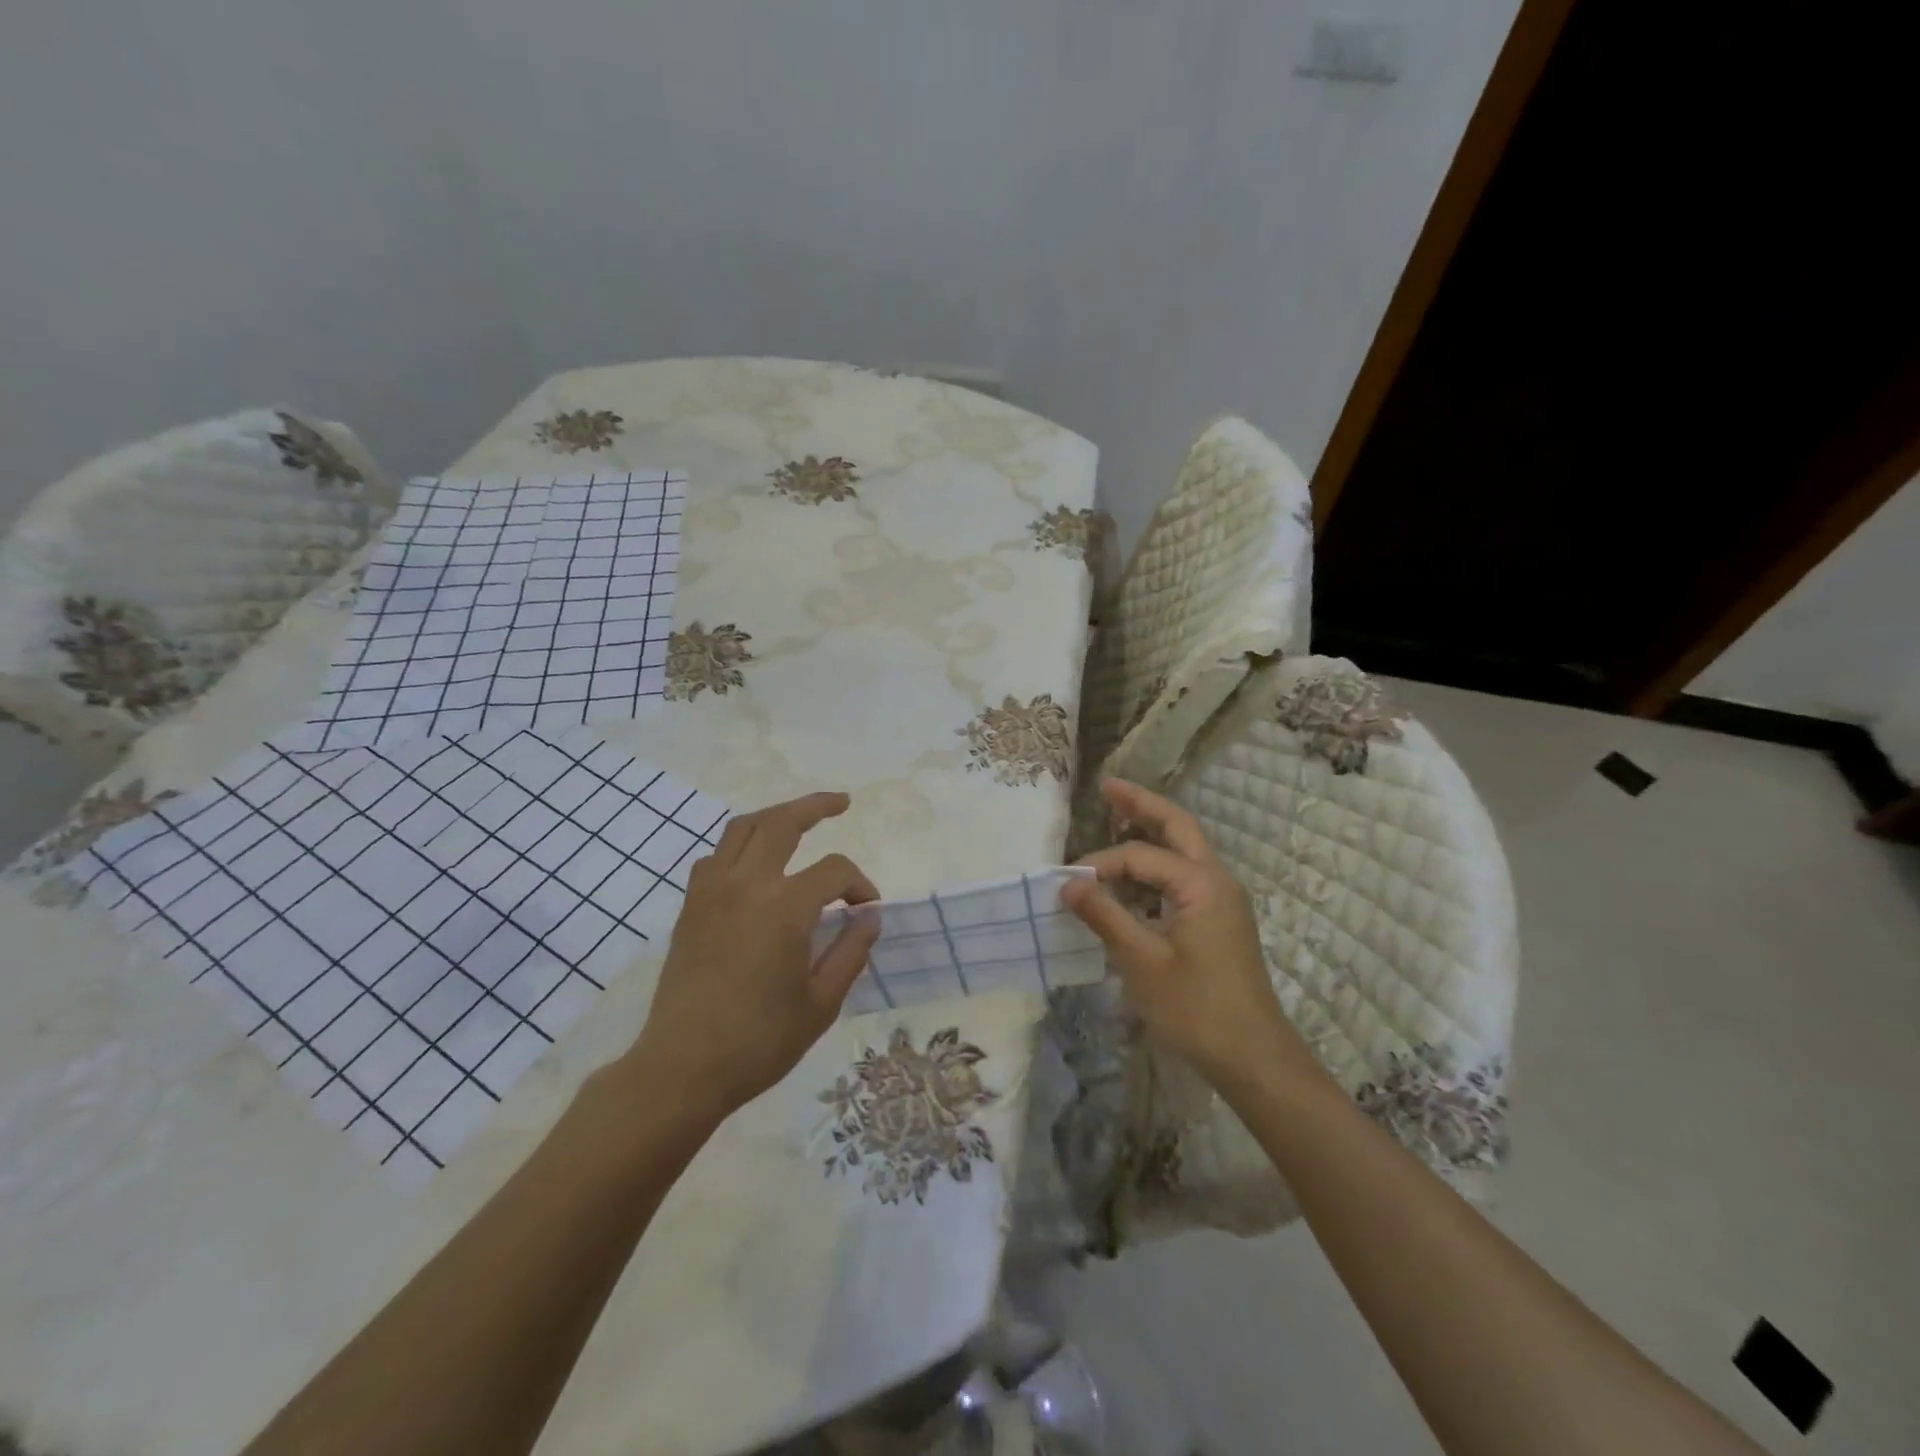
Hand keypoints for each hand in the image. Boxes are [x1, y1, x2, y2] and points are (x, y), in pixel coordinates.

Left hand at [627, 792, 881, 1122]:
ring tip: (798, 819)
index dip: (859, 884)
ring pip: (743, 828)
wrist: (682, 1068)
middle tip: (841, 803)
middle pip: (782, 822)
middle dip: (816, 806)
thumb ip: (851, 951)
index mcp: (785, 908)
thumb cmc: (759, 1041)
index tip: (867, 909)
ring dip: (774, 816)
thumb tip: (869, 916)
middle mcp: (746, 885)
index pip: (834, 871)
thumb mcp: (822, 1003)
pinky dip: (740, 846)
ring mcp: (712, 892)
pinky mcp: (690, 907)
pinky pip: (715, 856)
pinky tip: (754, 864)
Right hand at [1061, 779, 1304, 1086]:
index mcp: (1202, 884)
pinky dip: (1156, 868)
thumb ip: (1105, 916)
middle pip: (1178, 827)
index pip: (1140, 856)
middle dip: (1142, 805)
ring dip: (1152, 833)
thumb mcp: (1143, 962)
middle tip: (1107, 786)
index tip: (1067, 885)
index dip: (1100, 864)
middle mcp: (1217, 881)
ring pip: (1183, 851)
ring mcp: (1222, 901)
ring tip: (1117, 817)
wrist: (1254, 1059)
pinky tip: (1131, 879)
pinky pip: (1183, 879)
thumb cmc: (1197, 1010)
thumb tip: (1068, 882)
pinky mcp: (1218, 921)